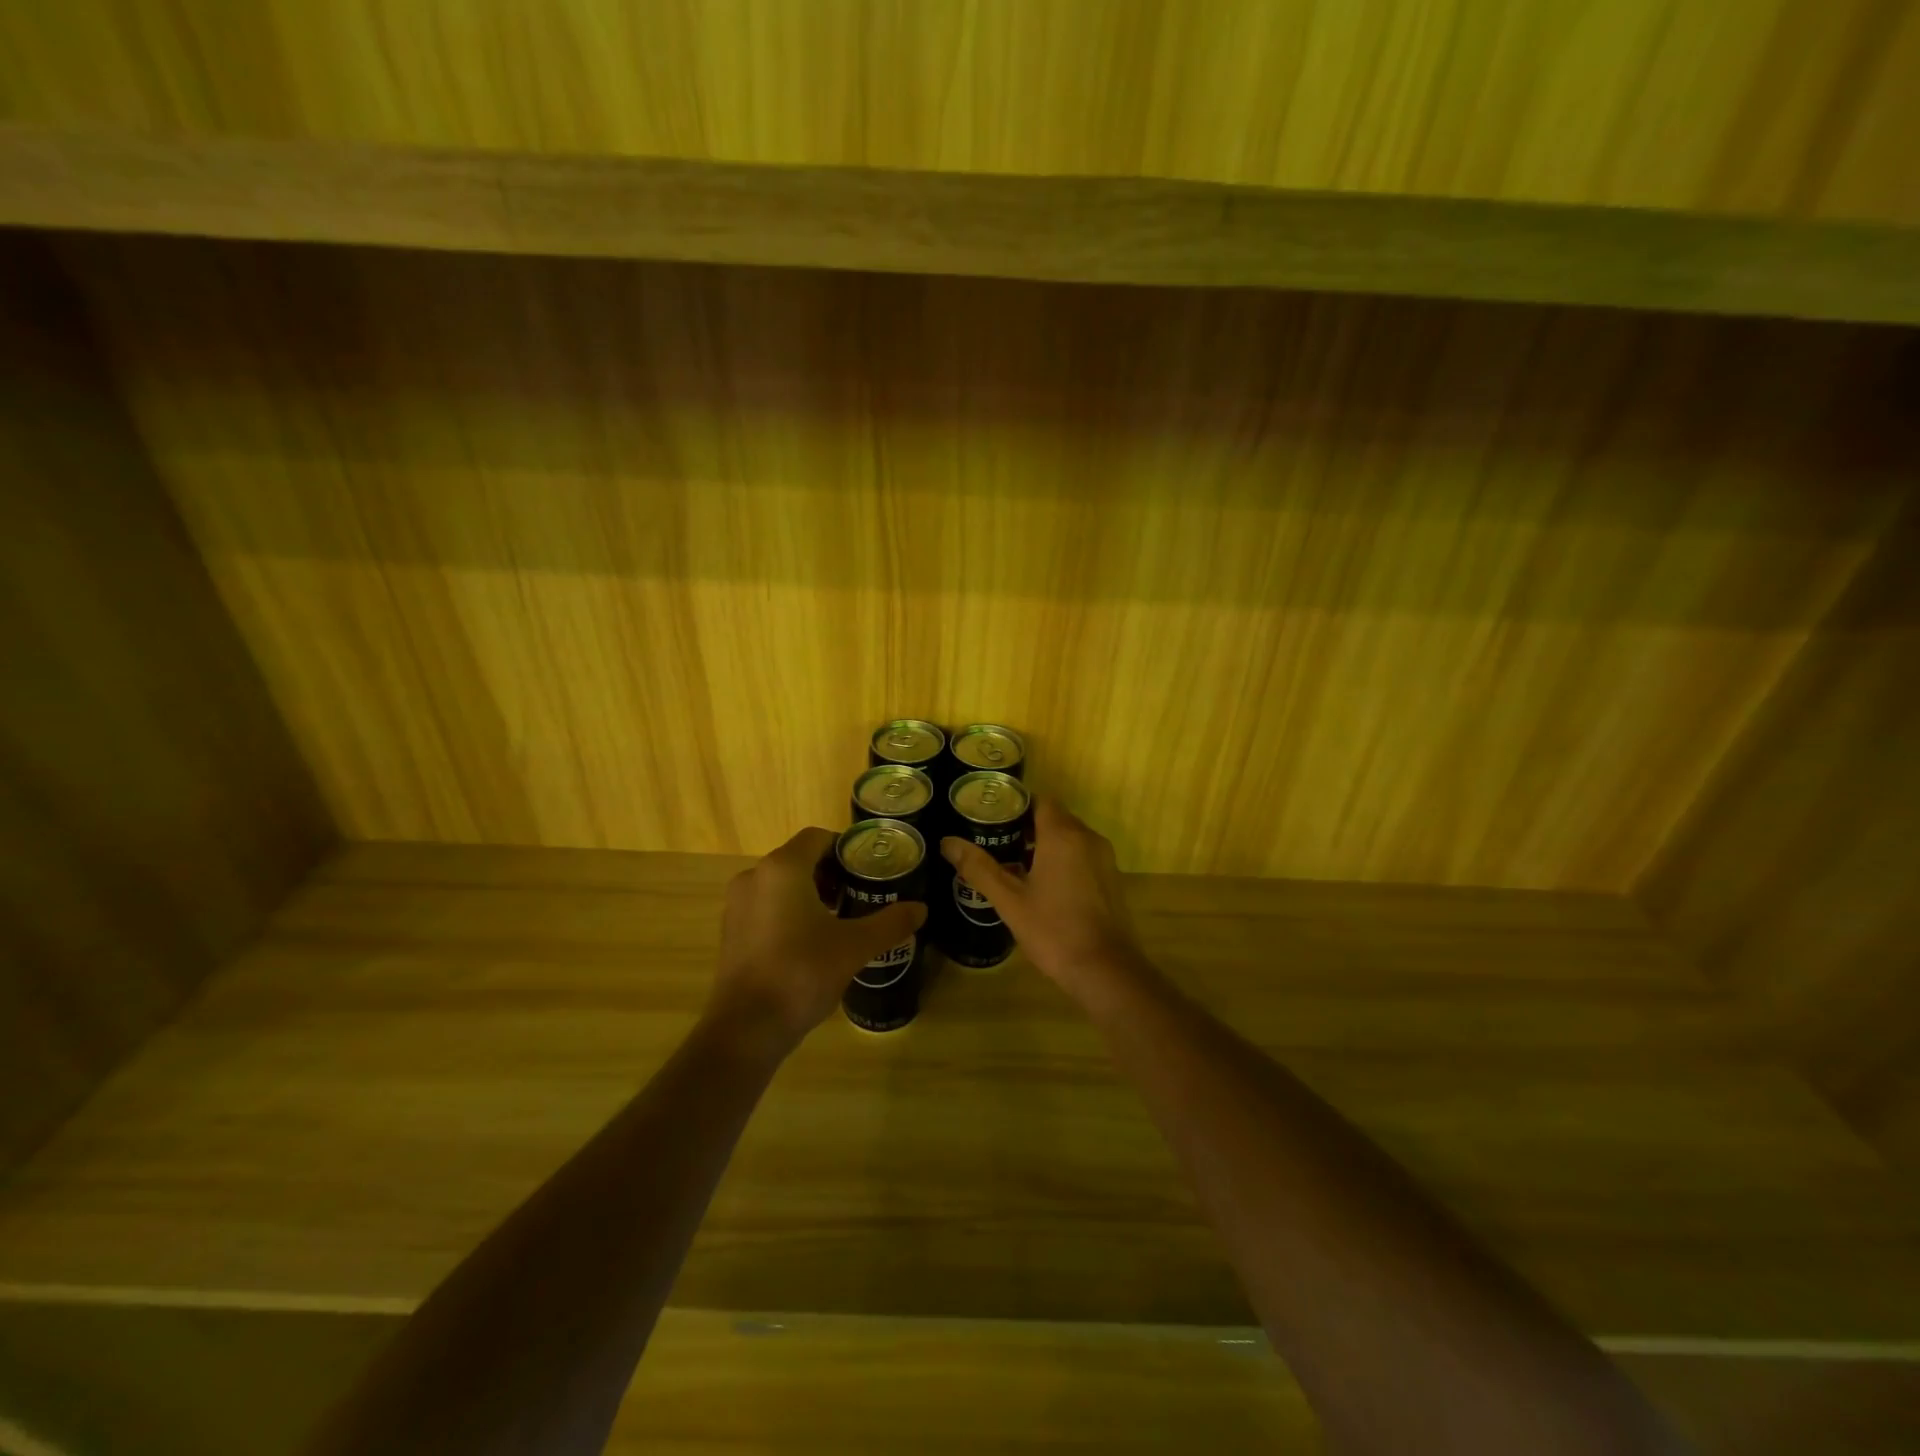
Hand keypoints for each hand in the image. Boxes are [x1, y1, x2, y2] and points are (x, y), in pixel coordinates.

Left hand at [709, 826, 926, 1053]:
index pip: (817, 837)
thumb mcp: (855, 947)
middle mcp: (755, 876)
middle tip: (860, 895)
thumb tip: (921, 909)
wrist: (746, 1028)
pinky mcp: (731, 931)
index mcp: (783, 868)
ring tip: (840, 919)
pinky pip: (766, 906)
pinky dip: (789, 911)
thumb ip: (889, 923)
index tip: (868, 870)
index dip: (845, 849)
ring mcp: (737, 904)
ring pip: (781, 884)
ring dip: (810, 893)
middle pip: (799, 859)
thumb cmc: (802, 972)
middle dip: (831, 873)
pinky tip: (811, 942)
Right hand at [941, 799, 1144, 998]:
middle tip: (994, 841)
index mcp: (1063, 835)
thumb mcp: (1009, 900)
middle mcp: (1087, 838)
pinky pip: (1081, 856)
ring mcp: (1103, 859)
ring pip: (1069, 838)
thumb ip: (979, 868)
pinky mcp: (1111, 879)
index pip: (1040, 800)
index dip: (1016, 805)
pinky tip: (1040, 886)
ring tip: (1011, 863)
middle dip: (1025, 826)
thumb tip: (947, 842)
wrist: (1106, 971)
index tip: (991, 817)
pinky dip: (1061, 860)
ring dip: (1043, 844)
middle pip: (1054, 817)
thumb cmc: (1054, 930)